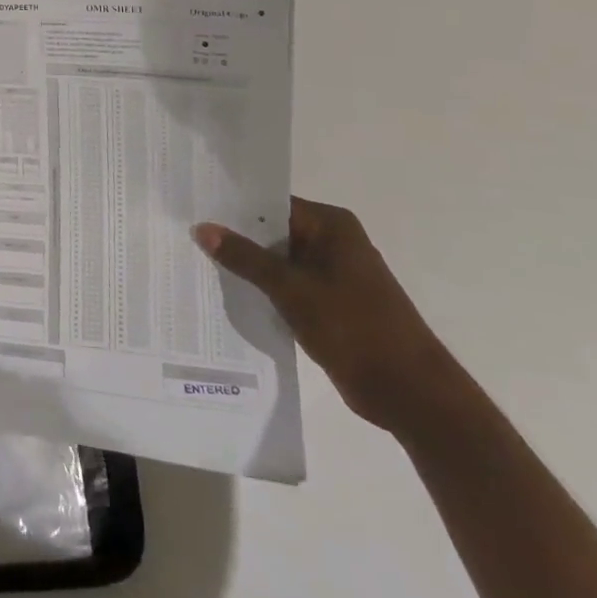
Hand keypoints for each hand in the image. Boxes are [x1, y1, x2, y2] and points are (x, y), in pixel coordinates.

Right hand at [194, 198, 466, 436]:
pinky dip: (262, 289)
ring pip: (277, 260)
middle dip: (234, 238)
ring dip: (247, 266)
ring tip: (196, 262)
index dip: (231, 207)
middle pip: (271, 230)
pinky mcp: (329, 302)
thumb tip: (202, 228)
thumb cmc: (355, 329)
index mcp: (331, 226)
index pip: (270, 203)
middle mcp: (333, 241)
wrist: (411, 394)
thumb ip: (245, 258)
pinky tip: (228, 293)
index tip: (192, 209)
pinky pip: (286, 284)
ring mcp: (332, 273)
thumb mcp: (292, 290)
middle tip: (185, 236)